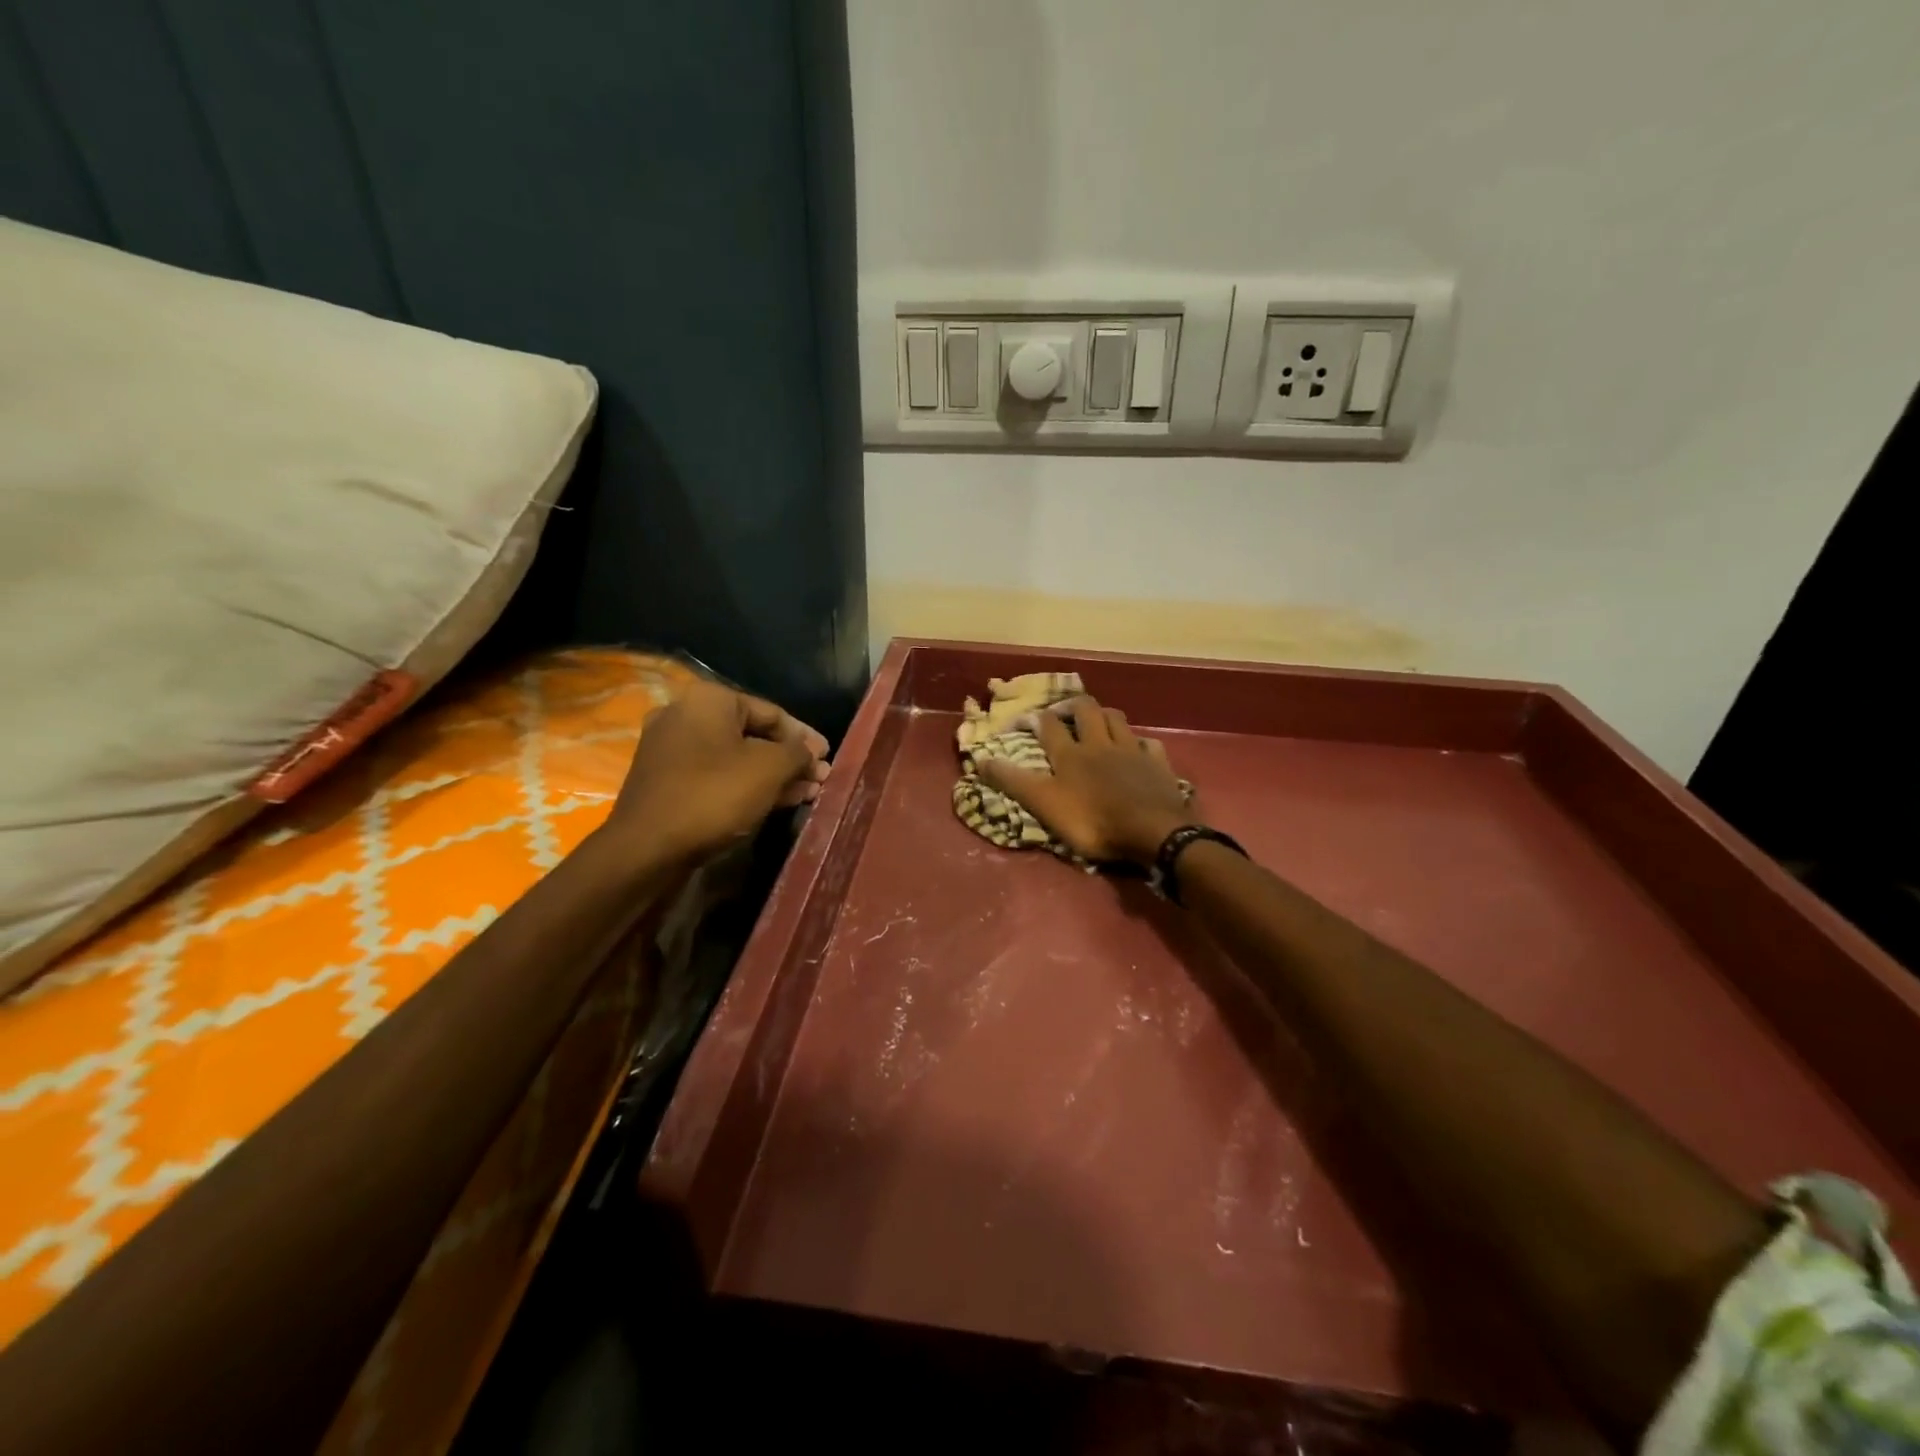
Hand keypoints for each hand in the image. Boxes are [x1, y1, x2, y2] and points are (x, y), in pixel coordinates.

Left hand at [601, 680, 829, 861]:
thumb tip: (810, 754)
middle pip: (753, 735)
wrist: (646, 848)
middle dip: (789, 759)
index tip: (828, 759)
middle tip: (818, 780)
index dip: (805, 737)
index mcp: (708, 700)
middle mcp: (684, 715)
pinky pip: (715, 774)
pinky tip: (773, 802)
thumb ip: (797, 754)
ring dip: (772, 775)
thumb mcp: (769, 769)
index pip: (772, 712)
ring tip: (805, 795)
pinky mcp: (665, 780)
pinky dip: (745, 785)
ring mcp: (670, 748)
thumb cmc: (713, 795)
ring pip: (735, 757)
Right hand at [978, 696, 1193, 864]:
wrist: (1153, 831)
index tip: (1023, 720)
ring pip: (1117, 719)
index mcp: (1070, 754)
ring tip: (1097, 721)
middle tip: (1063, 714)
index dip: (1034, 719)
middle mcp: (1100, 743)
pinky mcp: (1158, 764)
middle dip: (1072, 706)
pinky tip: (1138, 748)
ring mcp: (1132, 751)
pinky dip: (1140, 742)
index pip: (1048, 726)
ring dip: (1105, 715)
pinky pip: (1149, 744)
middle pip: (1086, 710)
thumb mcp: (1045, 805)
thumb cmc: (1094, 821)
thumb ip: (1013, 782)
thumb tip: (979, 760)